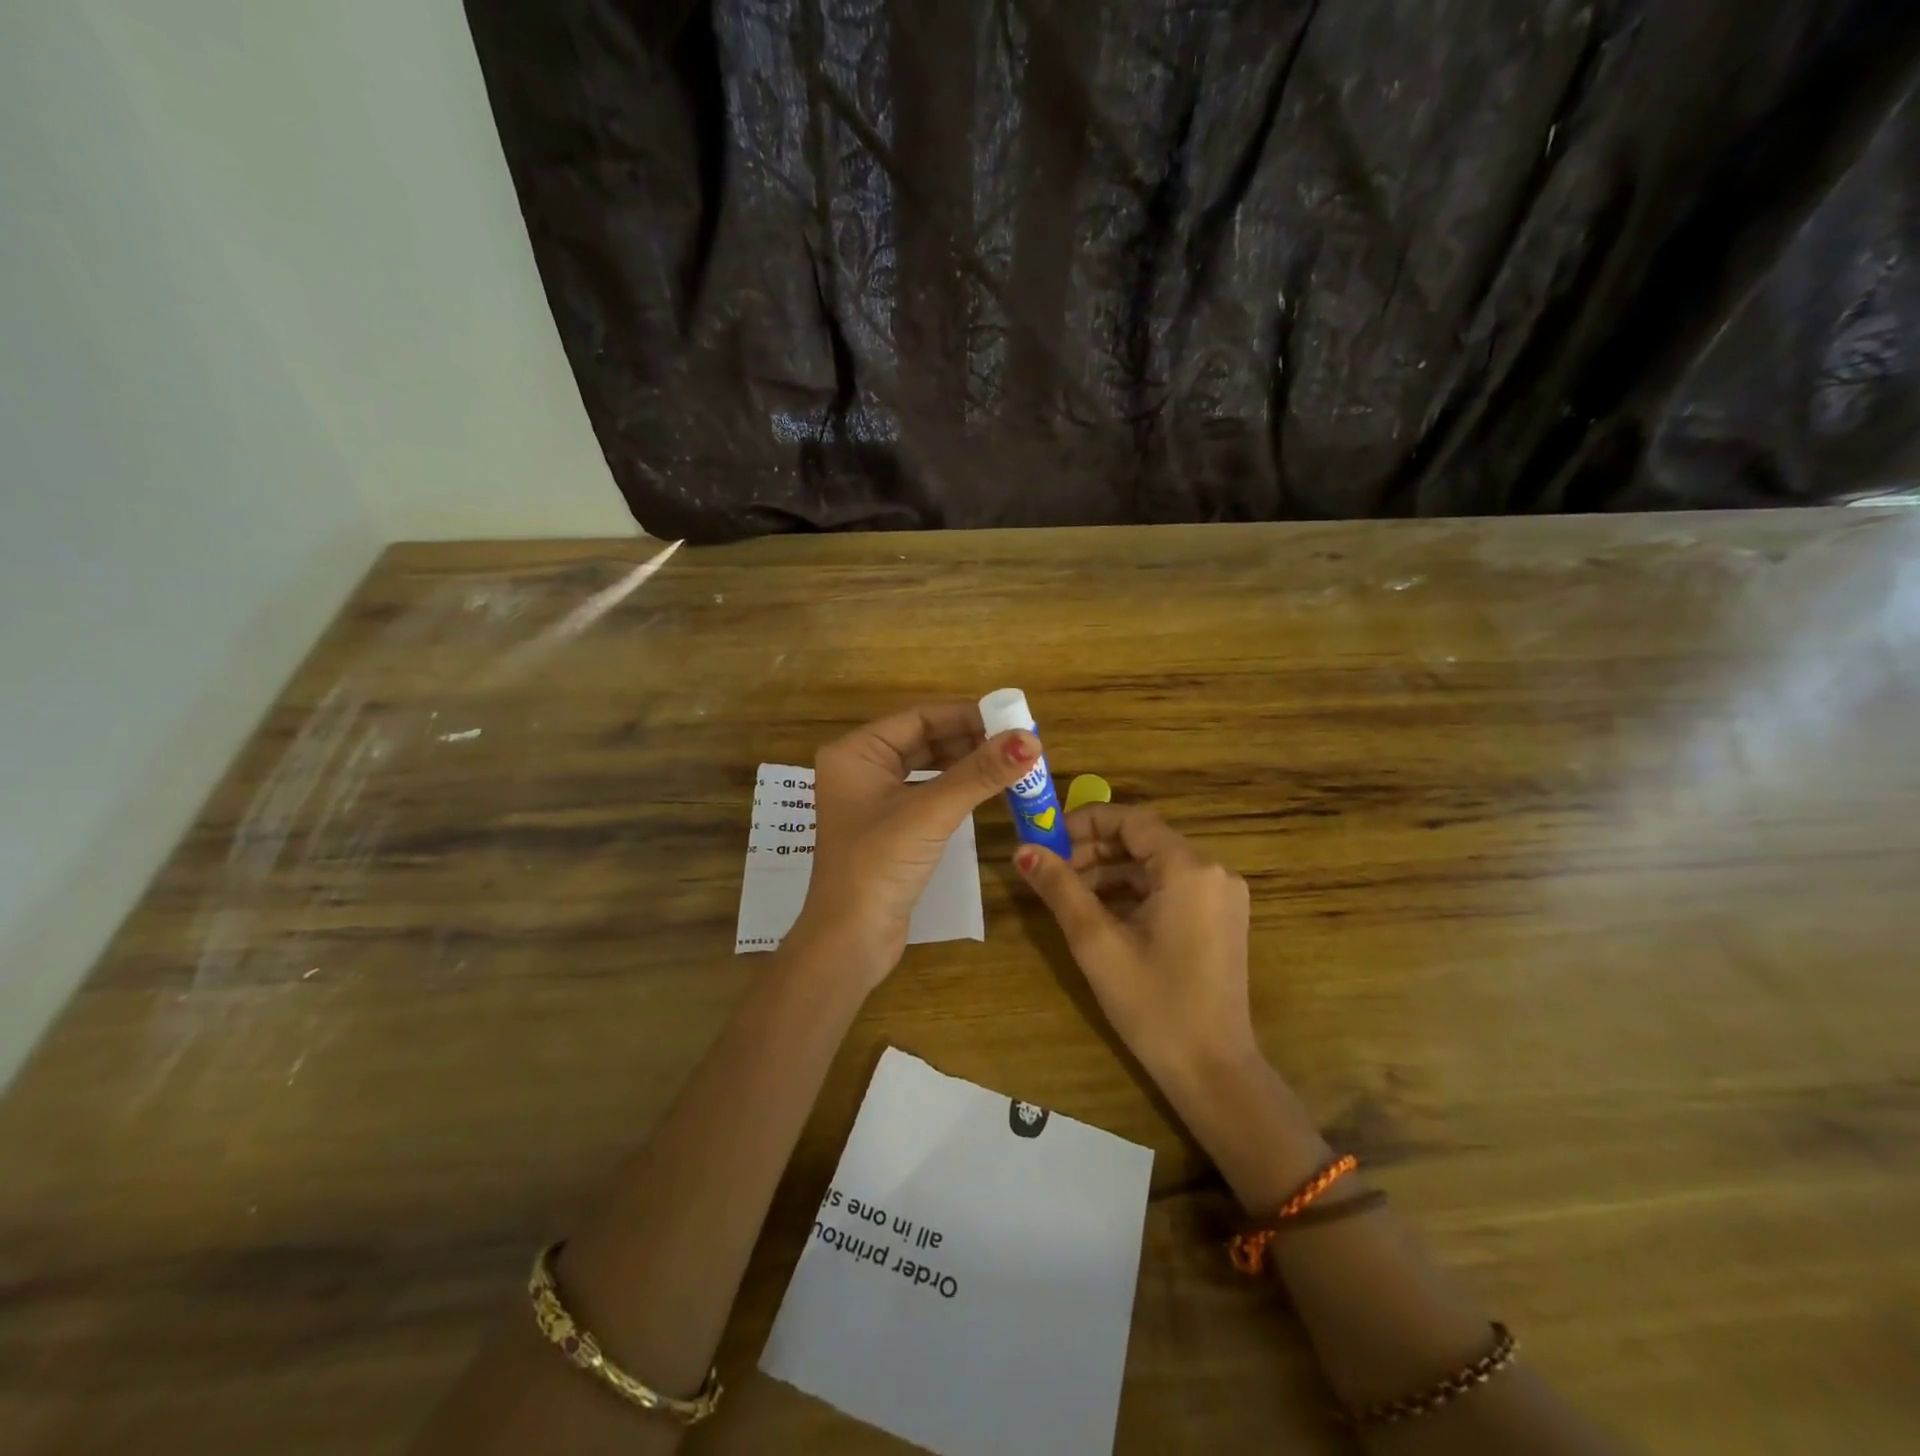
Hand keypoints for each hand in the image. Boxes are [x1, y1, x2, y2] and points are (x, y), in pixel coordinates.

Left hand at [793, 703, 1039, 989]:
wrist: (850, 941)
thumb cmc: (879, 865)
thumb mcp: (931, 813)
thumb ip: (980, 773)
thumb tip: (1030, 739)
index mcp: (856, 753)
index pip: (919, 718)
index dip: (966, 716)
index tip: (1012, 718)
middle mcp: (861, 770)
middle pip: (925, 741)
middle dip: (971, 741)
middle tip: (1019, 743)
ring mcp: (874, 801)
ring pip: (929, 769)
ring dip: (968, 766)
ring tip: (1012, 764)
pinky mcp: (890, 830)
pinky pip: (929, 796)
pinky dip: (958, 791)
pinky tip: (989, 791)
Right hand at [1013, 804, 1256, 1085]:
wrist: (1212, 1071)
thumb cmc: (1153, 1004)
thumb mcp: (1096, 942)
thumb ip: (1059, 888)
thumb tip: (1023, 850)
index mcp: (1190, 868)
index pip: (1131, 820)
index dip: (1085, 823)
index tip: (1047, 839)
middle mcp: (1214, 872)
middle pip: (1143, 841)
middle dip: (1094, 851)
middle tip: (1051, 869)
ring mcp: (1221, 897)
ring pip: (1155, 866)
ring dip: (1110, 873)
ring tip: (1068, 894)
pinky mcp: (1221, 919)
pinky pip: (1170, 888)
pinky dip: (1134, 893)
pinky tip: (1101, 914)